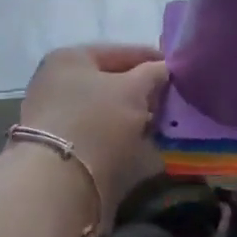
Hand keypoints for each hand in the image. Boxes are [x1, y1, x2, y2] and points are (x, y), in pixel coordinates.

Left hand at [19, 44, 168, 199]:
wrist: (58, 184)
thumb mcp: (133, 89)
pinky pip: (101, 136)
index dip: (152, 59)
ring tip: (165, 126)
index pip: (119, 52)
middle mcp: (58, 84)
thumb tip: (165, 69)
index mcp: (69, 59)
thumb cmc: (96, 121)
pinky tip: (146, 147)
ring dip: (135, 118)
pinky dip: (122, 140)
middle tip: (173, 101)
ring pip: (107, 112)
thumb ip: (153, 74)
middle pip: (112, 83)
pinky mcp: (62, 149)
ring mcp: (57, 118)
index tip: (179, 71)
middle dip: (144, 93)